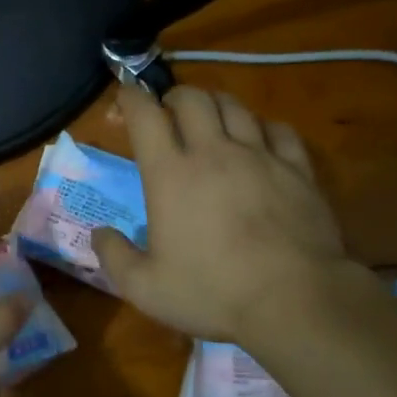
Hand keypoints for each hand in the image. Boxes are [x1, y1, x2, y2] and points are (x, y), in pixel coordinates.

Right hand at [92, 85, 352, 345]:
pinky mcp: (297, 169)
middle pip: (192, 98)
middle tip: (169, 113)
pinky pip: (279, 130)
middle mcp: (213, 152)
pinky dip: (263, 127)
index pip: (145, 115)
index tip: (125, 97)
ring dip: (216, 105)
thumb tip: (99, 233)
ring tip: (212, 120)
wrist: (294, 300)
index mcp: (171, 174)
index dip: (131, 98)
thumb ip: (114, 257)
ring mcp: (260, 156)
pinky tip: (261, 141)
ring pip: (235, 106)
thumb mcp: (146, 288)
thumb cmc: (213, 293)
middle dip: (174, 96)